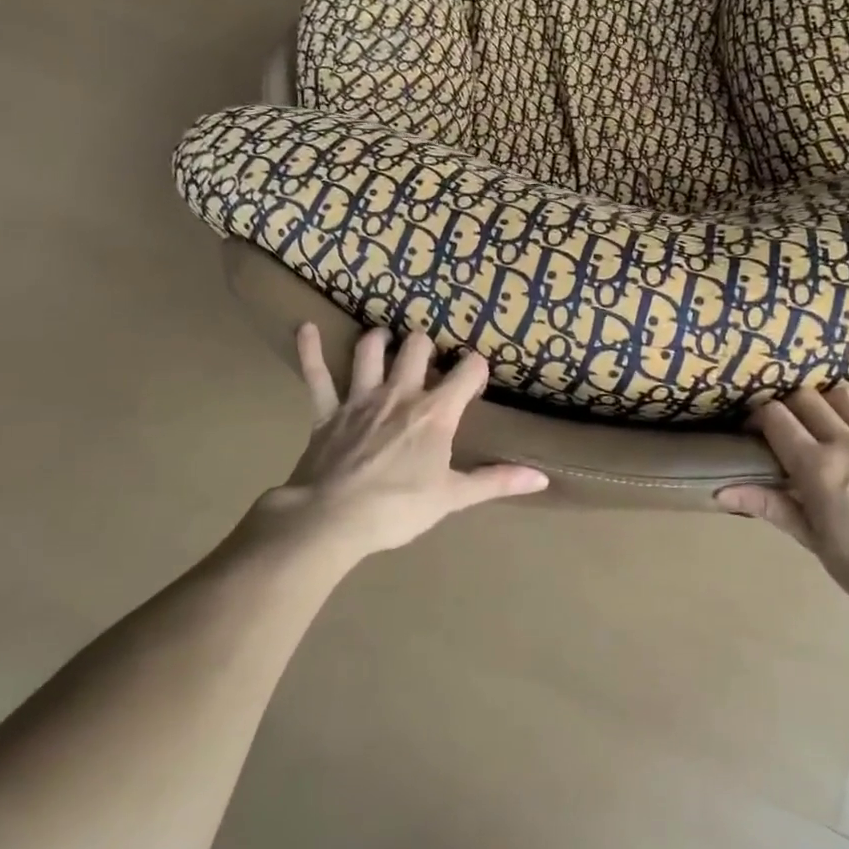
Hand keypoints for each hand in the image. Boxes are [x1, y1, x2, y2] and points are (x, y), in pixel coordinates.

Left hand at [252, 323, 547, 558]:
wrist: (331, 519)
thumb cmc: (398, 509)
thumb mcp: (453, 497)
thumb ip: (496, 481)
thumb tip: (542, 478)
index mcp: (435, 413)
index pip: (467, 371)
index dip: (475, 368)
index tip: (476, 374)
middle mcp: (400, 393)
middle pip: (416, 347)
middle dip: (425, 345)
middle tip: (427, 355)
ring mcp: (360, 398)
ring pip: (370, 351)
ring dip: (379, 340)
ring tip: (384, 338)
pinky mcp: (327, 411)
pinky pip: (316, 374)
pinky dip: (311, 350)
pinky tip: (305, 328)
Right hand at [717, 389, 848, 630]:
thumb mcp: (811, 540)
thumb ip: (770, 506)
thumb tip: (720, 493)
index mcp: (817, 466)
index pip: (775, 417)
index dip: (758, 418)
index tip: (754, 434)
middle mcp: (847, 442)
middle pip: (807, 397)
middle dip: (789, 407)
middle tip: (786, 433)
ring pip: (847, 395)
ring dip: (829, 403)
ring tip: (824, 426)